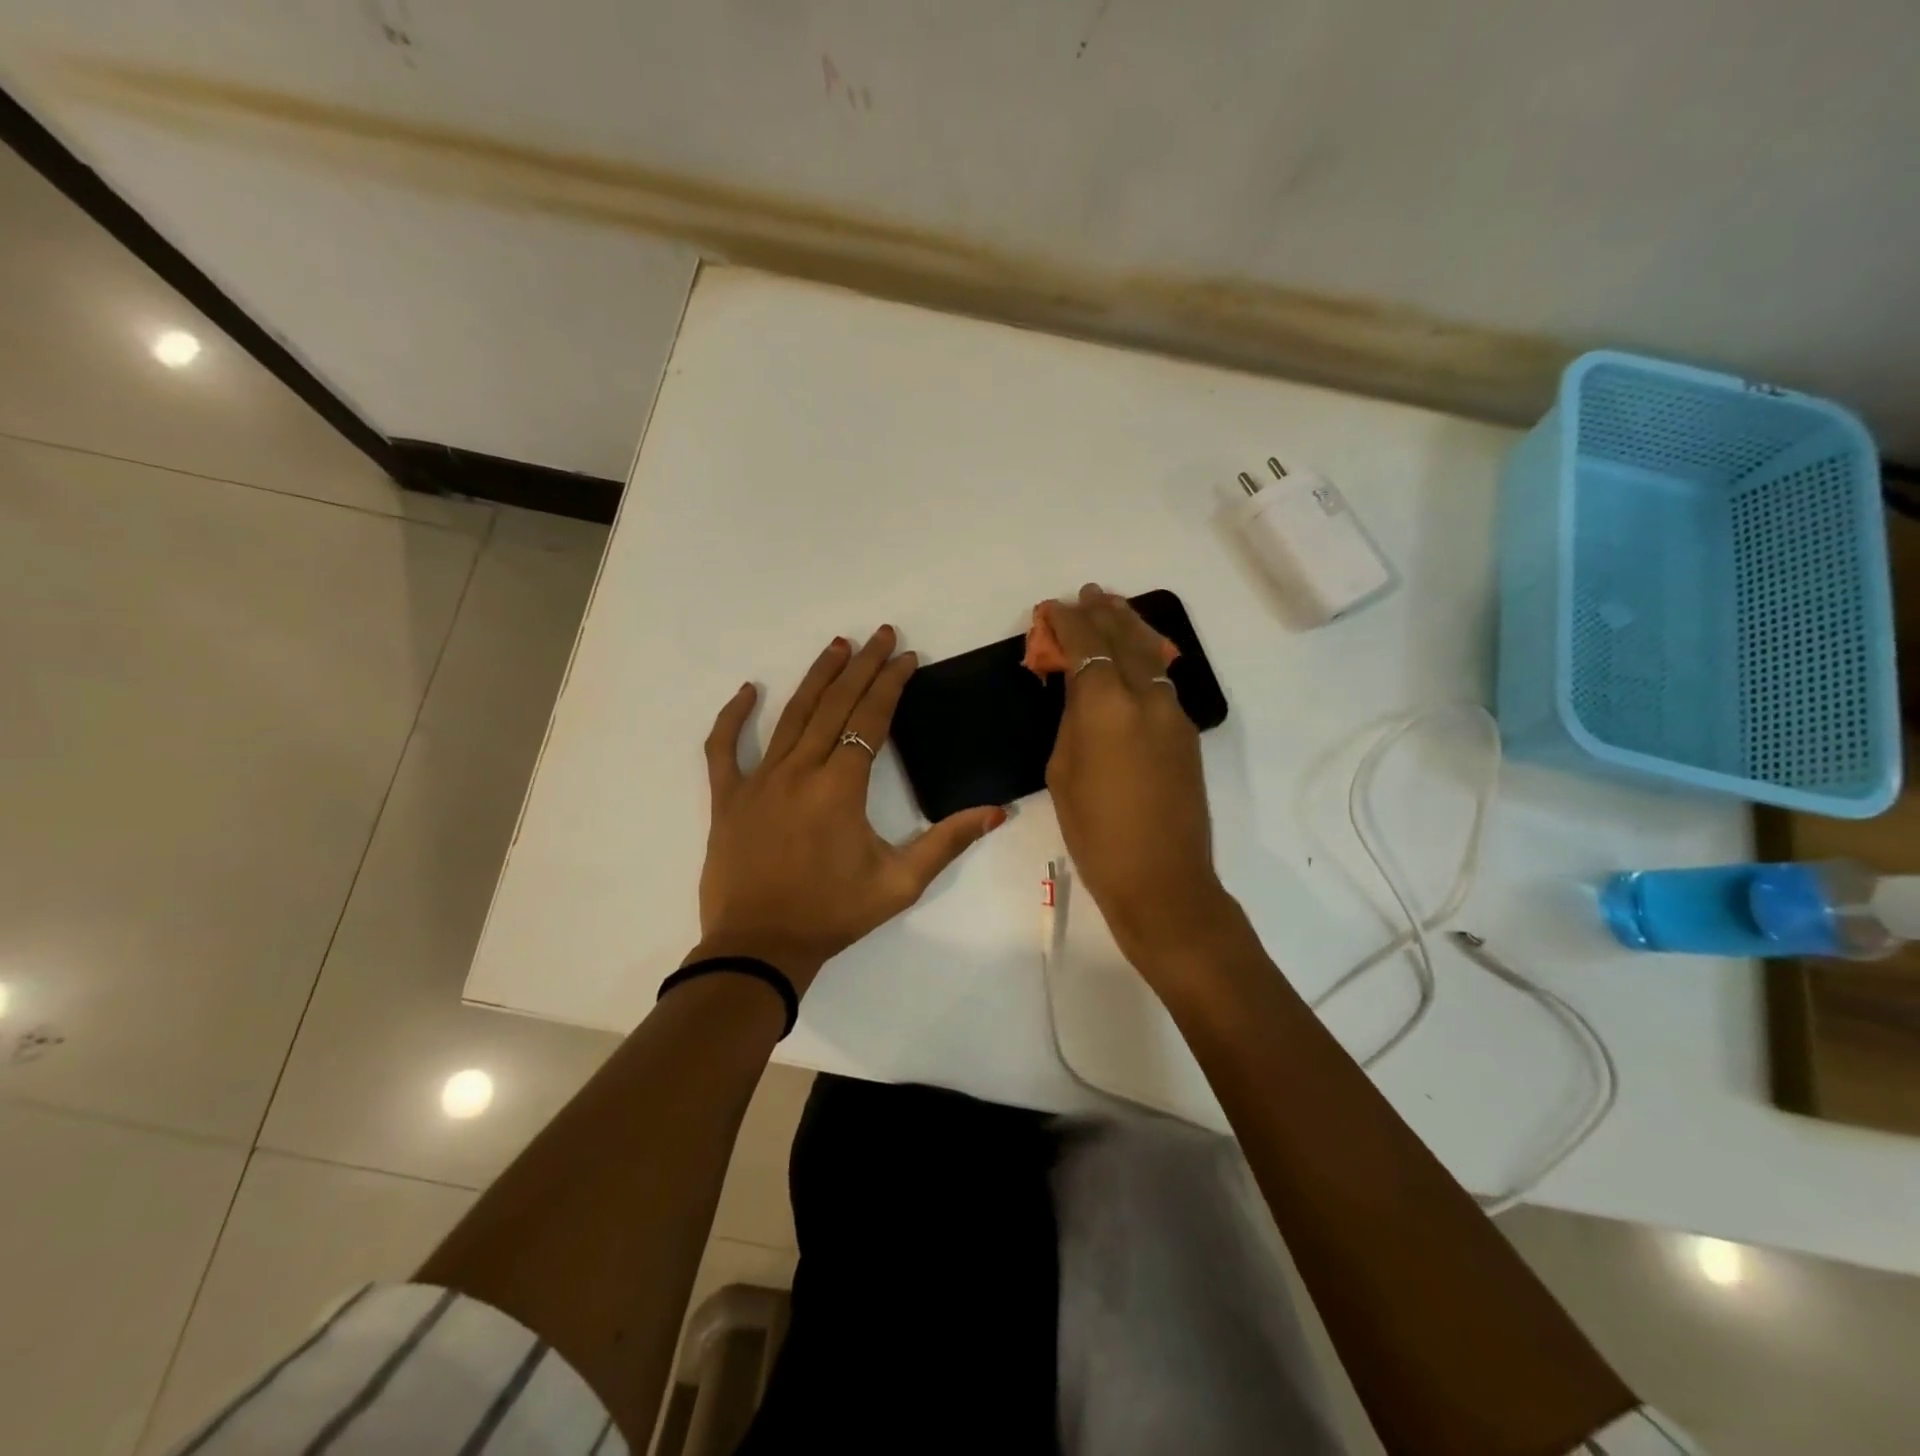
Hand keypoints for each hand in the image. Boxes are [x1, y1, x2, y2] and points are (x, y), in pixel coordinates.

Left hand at [696, 626, 1005, 989]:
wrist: (760, 947)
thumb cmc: (833, 914)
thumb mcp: (900, 883)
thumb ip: (948, 842)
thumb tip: (997, 811)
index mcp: (840, 786)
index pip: (870, 719)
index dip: (890, 684)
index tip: (906, 657)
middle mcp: (799, 770)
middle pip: (834, 705)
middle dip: (861, 667)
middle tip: (879, 635)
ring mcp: (758, 780)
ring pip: (790, 715)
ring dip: (816, 678)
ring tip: (836, 646)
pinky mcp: (728, 798)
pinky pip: (723, 748)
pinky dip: (732, 717)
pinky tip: (747, 691)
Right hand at [1044, 586, 1233, 971]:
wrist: (1162, 878)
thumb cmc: (1096, 833)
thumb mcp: (1063, 772)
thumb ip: (1072, 720)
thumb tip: (1080, 694)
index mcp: (1107, 706)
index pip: (1086, 646)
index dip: (1066, 622)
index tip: (1052, 607)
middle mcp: (1146, 697)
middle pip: (1125, 638)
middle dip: (1103, 612)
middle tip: (1088, 593)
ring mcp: (1174, 713)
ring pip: (1152, 653)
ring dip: (1131, 627)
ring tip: (1114, 608)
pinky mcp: (1188, 732)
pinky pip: (1164, 679)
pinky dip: (1146, 657)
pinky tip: (1136, 656)